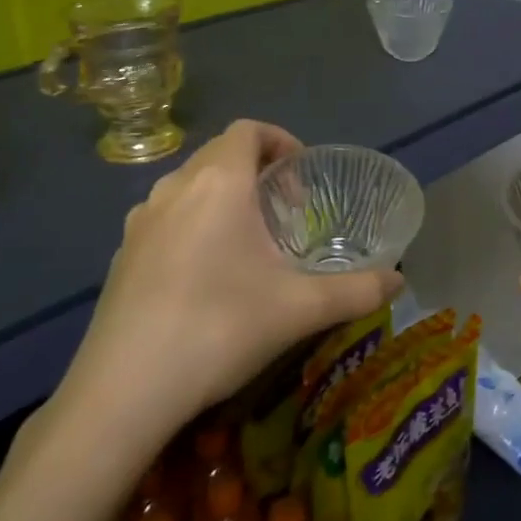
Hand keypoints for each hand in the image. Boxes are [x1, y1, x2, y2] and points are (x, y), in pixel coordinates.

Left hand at [53, 121, 401, 441]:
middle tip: (286, 215)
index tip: (303, 180)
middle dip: (257, 172)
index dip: (281, 141)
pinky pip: (166, 218)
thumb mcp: (301, 309)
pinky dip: (193, 225)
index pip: (248, 130)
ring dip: (223, 198)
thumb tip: (400, 281)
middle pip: (219, 154)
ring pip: (190, 186)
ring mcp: (140, 221)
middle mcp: (175, 188)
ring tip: (248, 243)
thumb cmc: (220, 328)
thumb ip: (358, 290)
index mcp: (218, 182)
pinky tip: (206, 277)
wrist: (124, 390)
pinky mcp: (120, 255)